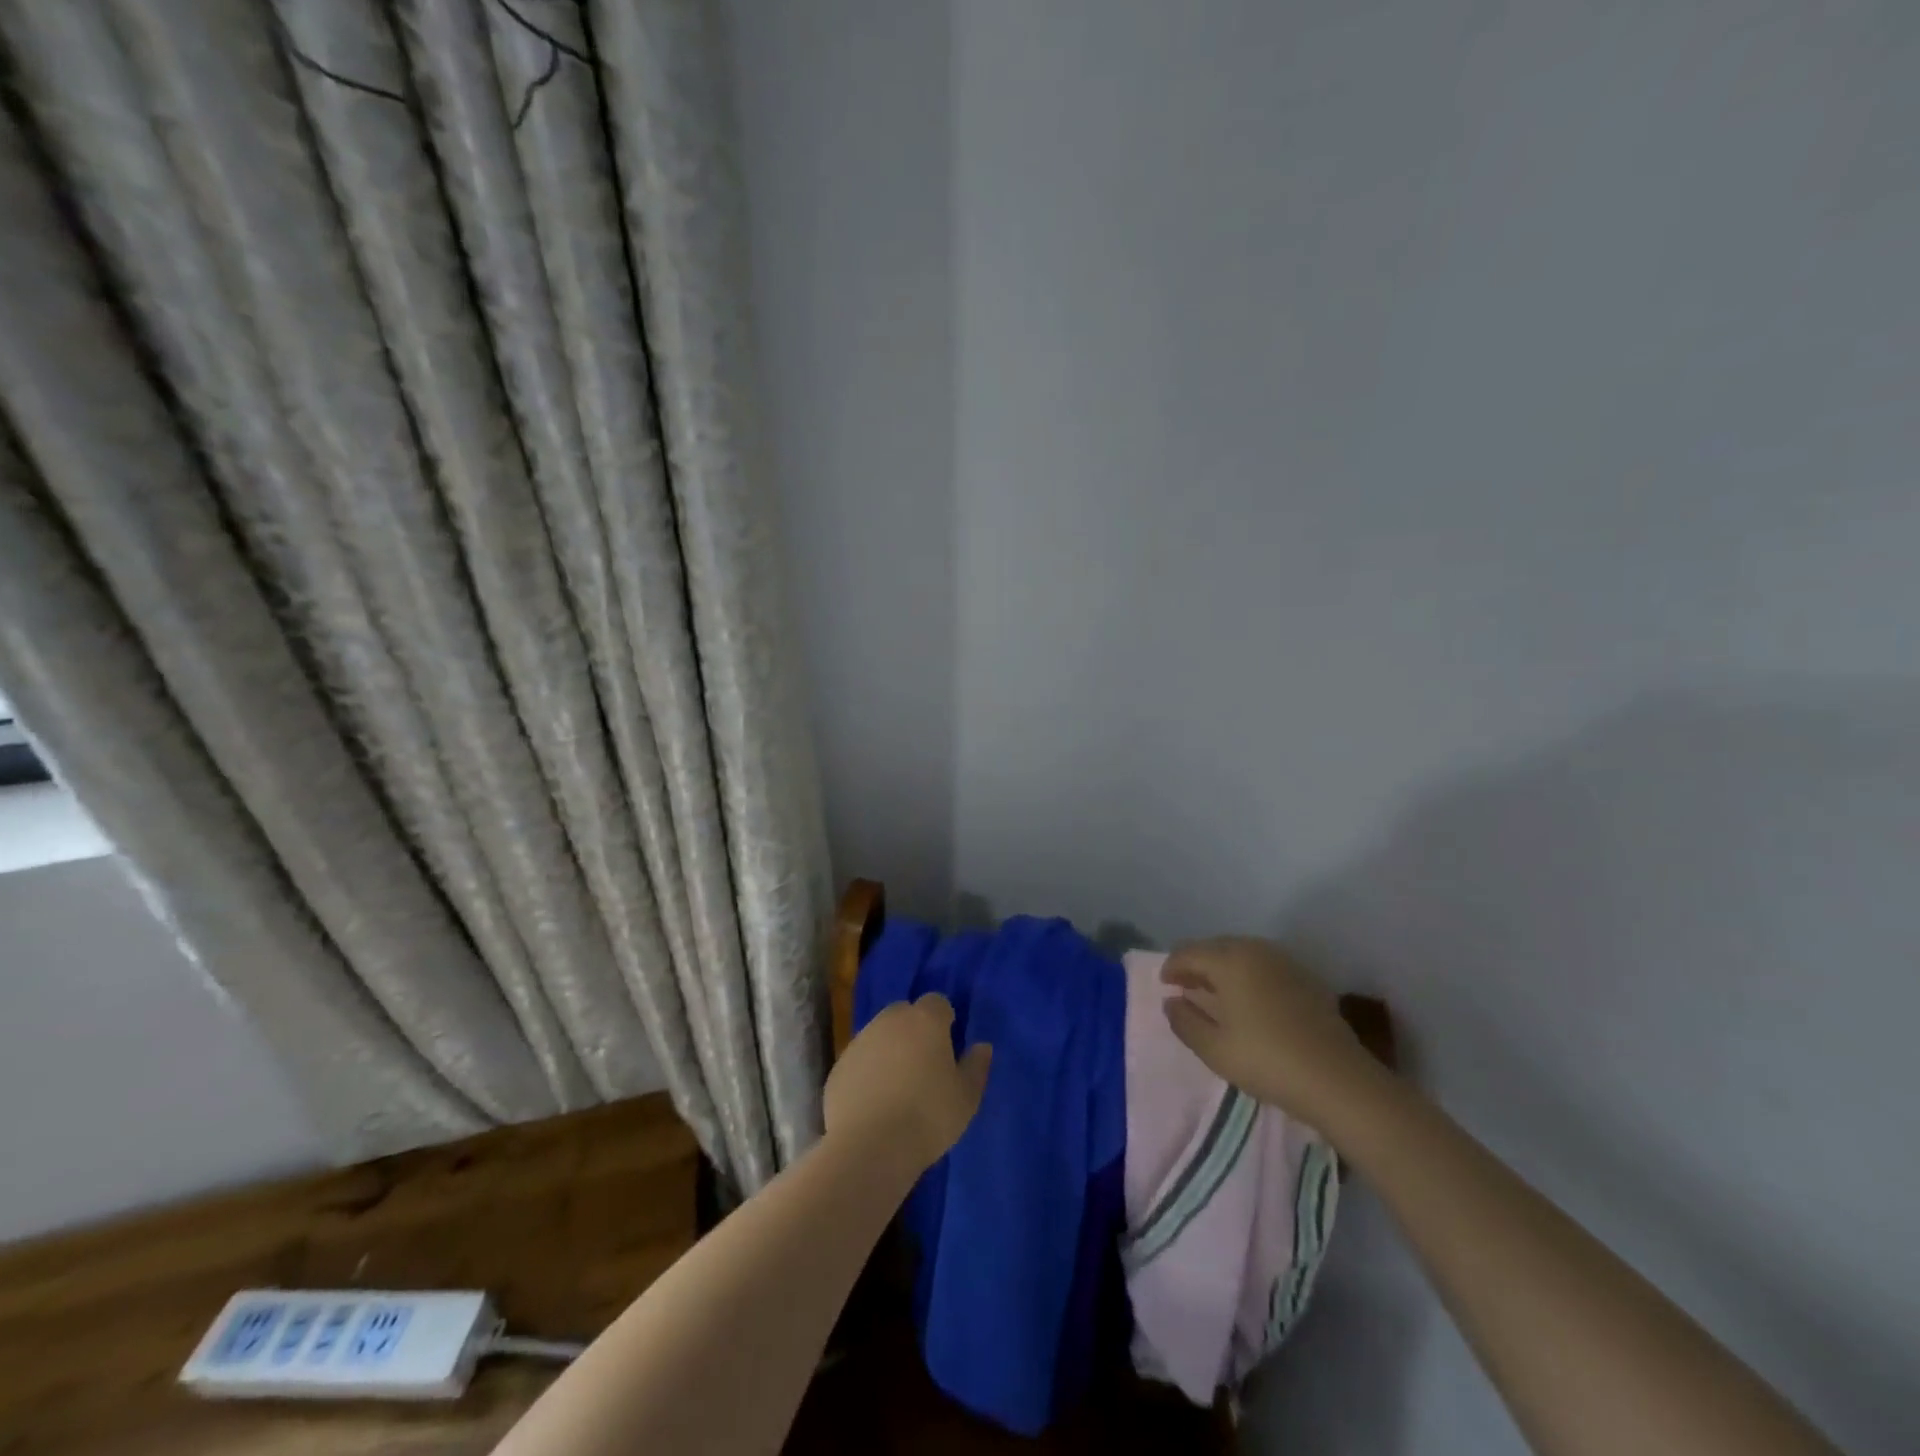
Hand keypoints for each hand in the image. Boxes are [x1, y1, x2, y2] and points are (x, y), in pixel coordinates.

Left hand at [824, 994, 992, 1173]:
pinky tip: (874, 1102)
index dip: (944, 1020)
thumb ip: (976, 1066)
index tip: (948, 1045)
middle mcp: (890, 1021)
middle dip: (914, 1030)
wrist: (869, 1147)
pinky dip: (868, 1072)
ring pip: (879, 1035)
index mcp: (925, 1020)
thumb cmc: (928, 1117)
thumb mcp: (966, 1097)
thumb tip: (982, 1046)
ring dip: (889, 1049)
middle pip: (904, 1013)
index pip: (937, 1002)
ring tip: (898, 1087)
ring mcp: (860, 1042)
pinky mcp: (838, 1067)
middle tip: (923, 1065)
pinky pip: (860, 1061)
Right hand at [1162, 936, 1378, 1124]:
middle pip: (1215, 947)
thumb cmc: (1267, 1061)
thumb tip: (1172, 1001)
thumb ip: (1184, 1021)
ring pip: (1242, 953)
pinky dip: (1248, 974)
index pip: (1189, 953)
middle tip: (1186, 987)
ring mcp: (1285, 961)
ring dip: (1223, 967)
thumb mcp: (1214, 1049)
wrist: (1339, 1081)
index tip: (1165, 985)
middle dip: (1197, 963)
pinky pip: (1264, 965)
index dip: (1172, 967)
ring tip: (1215, 993)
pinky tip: (1250, 1000)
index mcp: (1229, 960)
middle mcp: (1256, 950)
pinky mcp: (1306, 978)